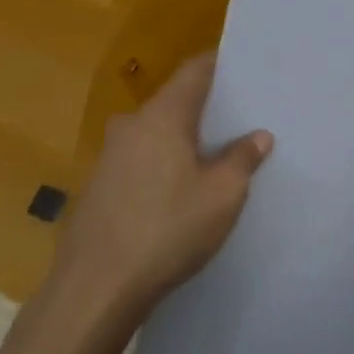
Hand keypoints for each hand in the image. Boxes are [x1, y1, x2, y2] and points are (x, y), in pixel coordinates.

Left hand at [46, 53, 271, 322]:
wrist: (95, 289)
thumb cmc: (167, 230)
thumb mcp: (222, 195)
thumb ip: (243, 158)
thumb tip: (258, 136)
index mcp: (163, 115)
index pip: (195, 69)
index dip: (222, 64)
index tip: (247, 70)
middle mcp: (131, 125)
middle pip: (175, 100)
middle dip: (207, 107)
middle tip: (242, 120)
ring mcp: (109, 156)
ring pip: (157, 132)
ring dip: (184, 139)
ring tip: (216, 157)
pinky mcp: (99, 186)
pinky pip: (141, 159)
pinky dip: (164, 163)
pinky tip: (180, 191)